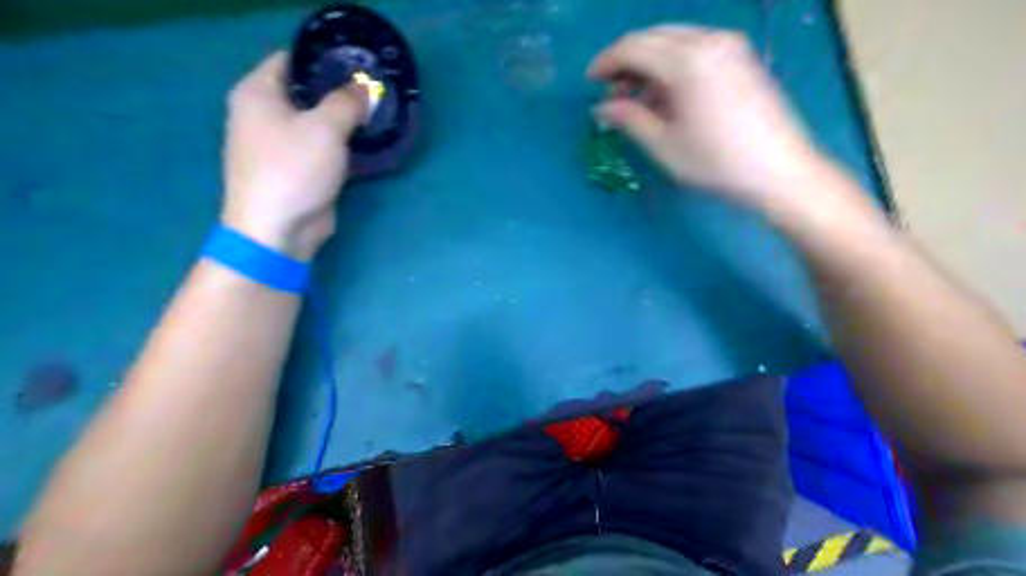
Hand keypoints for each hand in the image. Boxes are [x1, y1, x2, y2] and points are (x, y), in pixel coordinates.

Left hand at [223, 52, 369, 259]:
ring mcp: (279, 144)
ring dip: (342, 119)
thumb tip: (363, 87)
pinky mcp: (296, 169)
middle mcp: (263, 114)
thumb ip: (347, 102)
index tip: (357, 61)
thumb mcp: (326, 128)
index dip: (323, 57)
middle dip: (338, 90)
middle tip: (373, 89)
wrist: (278, 229)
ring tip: (375, 112)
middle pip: (306, 92)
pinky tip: (365, 141)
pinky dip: (340, 143)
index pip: (291, 59)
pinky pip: (321, 147)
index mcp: (257, 92)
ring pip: (316, 122)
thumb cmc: (293, 169)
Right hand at [590, 27, 827, 210]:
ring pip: (674, 41)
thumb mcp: (664, 145)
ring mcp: (730, 46)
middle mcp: (709, 40)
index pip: (633, 46)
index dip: (606, 62)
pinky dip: (672, 66)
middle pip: (653, 37)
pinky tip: (667, 96)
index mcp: (687, 60)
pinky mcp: (741, 58)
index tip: (590, 83)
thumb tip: (603, 108)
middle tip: (612, 94)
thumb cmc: (716, 162)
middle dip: (626, 62)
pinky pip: (695, 49)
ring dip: (649, 64)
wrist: (779, 171)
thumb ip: (630, 119)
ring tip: (637, 100)